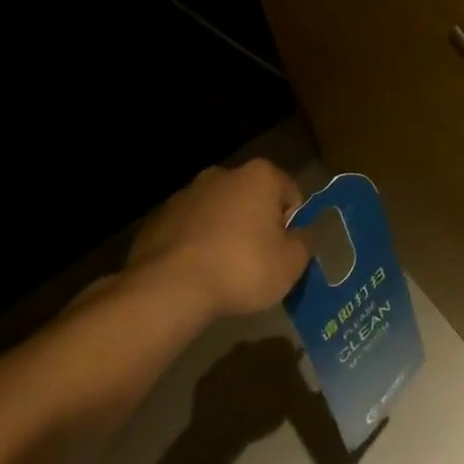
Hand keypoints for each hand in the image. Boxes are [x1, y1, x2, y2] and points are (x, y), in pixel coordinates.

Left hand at [125, 159, 310, 318]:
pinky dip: (195, 242)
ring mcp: (186, 193)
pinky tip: (194, 272)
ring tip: (222, 269)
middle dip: (256, 222)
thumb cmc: (241, 268)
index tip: (283, 250)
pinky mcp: (158, 217)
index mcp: (260, 175)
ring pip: (218, 211)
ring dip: (224, 230)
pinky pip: (189, 228)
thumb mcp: (291, 263)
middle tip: (256, 260)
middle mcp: (223, 174)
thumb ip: (305, 242)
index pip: (290, 192)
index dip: (291, 222)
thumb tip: (302, 235)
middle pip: (252, 197)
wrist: (168, 289)